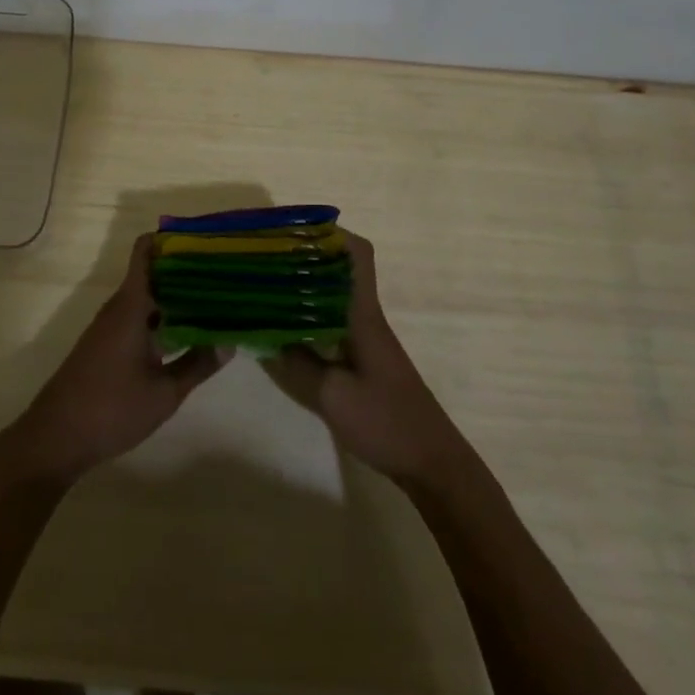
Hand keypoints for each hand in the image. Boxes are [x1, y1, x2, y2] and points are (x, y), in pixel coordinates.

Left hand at [1, 234, 227, 483]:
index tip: (202, 238)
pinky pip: (138, 316)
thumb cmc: (111, 409)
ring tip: (213, 298)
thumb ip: (197, 365)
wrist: (56, 438)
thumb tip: (230, 341)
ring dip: (174, 295)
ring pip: (146, 297)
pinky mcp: (106, 344)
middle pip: (151, 273)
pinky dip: (161, 316)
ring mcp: (110, 326)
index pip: (145, 252)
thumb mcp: (164, 392)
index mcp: (130, 305)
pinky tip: (185, 331)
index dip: (170, 239)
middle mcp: (118, 307)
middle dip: (183, 270)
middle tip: (222, 271)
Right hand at [264, 234, 468, 484]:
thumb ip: (297, 364)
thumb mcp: (333, 397)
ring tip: (267, 284)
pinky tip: (287, 327)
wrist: (431, 463)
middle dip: (306, 256)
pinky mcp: (364, 358)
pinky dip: (310, 313)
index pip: (358, 254)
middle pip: (341, 268)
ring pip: (335, 294)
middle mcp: (366, 317)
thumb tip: (263, 337)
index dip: (331, 233)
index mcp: (363, 315)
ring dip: (306, 284)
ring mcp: (366, 338)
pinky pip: (334, 319)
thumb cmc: (387, 423)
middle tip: (267, 256)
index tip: (294, 230)